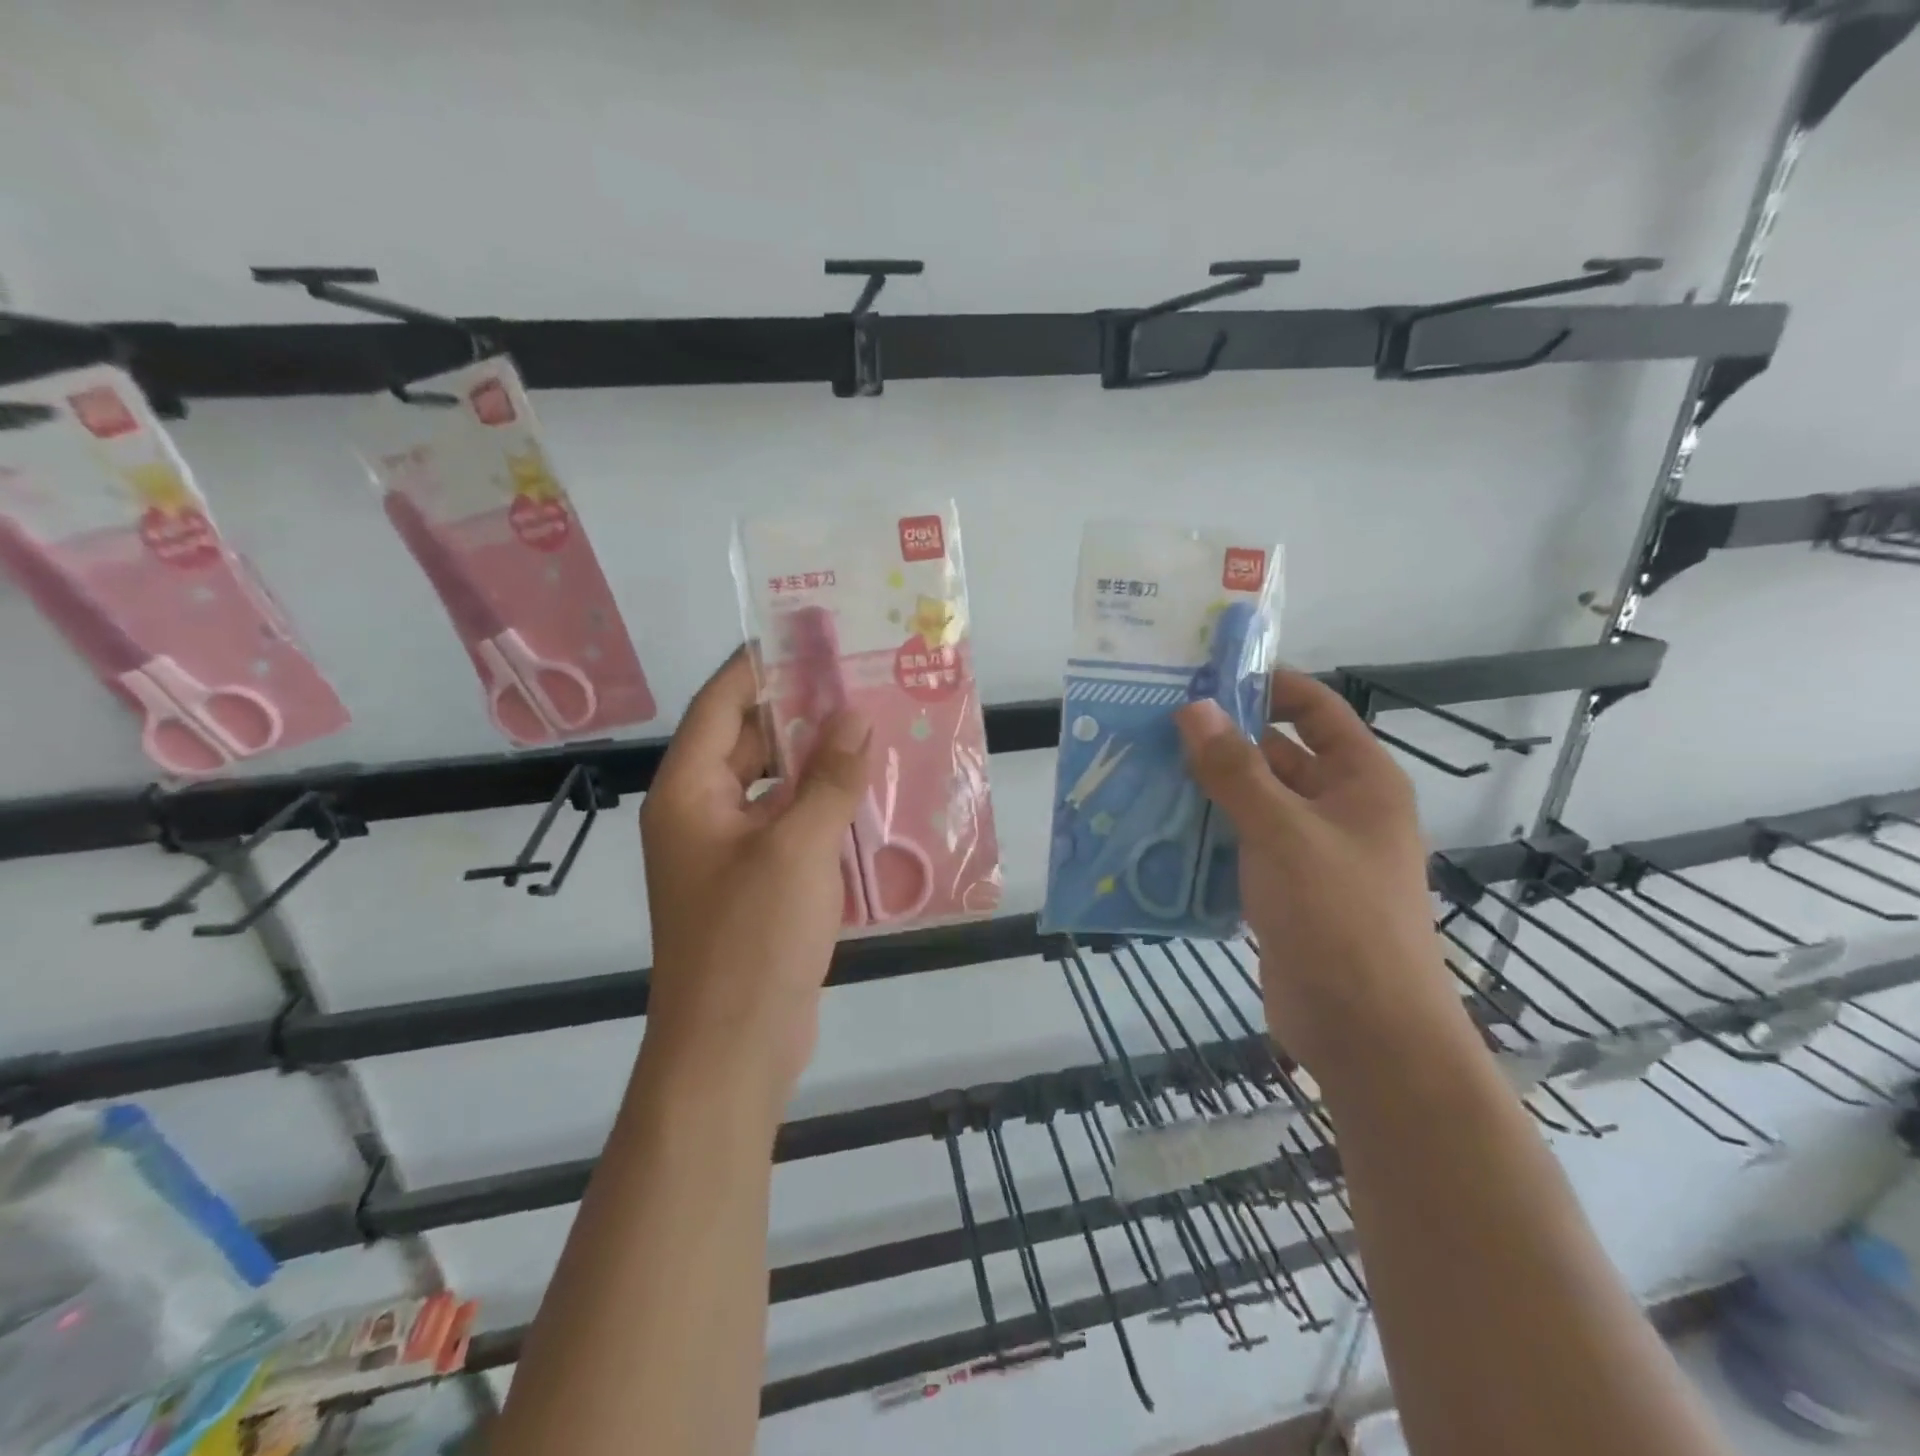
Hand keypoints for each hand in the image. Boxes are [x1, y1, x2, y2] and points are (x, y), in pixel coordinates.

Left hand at [640, 650, 869, 1101]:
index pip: (721, 705)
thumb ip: (829, 779)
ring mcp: (729, 851)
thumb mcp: (796, 848)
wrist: (733, 1047)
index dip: (761, 666)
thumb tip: (855, 717)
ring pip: (774, 786)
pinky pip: (790, 826)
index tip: (809, 637)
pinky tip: (869, 796)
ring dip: (818, 763)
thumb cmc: (752, 938)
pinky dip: (823, 808)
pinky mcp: (757, 883)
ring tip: (873, 731)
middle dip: (801, 714)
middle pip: (749, 742)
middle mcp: (701, 813)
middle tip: (859, 684)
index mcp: (689, 792)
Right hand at [1175, 671, 1475, 1077]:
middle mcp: (1338, 808)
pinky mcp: (1282, 891)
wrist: (1366, 1032)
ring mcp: (1309, 853)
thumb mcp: (1282, 831)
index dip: (1267, 686)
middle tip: (1153, 727)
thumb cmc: (1338, 916)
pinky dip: (1204, 837)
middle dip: (1220, 741)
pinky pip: (1239, 847)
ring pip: (1250, 804)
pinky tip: (1156, 830)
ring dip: (1204, 791)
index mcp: (1360, 780)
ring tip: (1142, 771)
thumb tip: (1194, 708)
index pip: (1314, 710)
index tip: (1204, 678)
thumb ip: (1235, 769)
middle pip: (1275, 755)